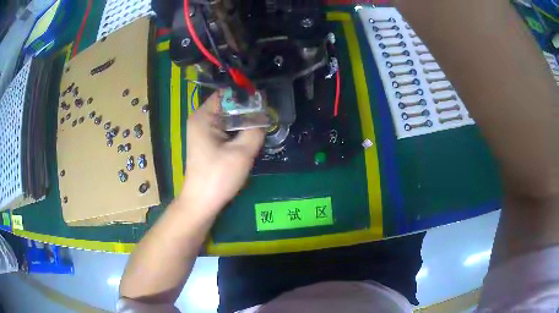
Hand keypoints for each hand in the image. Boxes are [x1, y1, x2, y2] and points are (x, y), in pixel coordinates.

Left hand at [180, 92, 264, 214]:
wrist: (202, 202)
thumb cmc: (218, 177)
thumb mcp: (242, 153)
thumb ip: (255, 130)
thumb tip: (263, 118)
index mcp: (203, 117)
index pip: (226, 94)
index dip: (244, 96)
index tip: (263, 103)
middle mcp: (201, 120)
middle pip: (227, 106)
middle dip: (246, 110)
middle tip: (266, 116)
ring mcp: (203, 132)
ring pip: (228, 118)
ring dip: (243, 122)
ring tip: (261, 127)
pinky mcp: (207, 142)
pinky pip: (225, 129)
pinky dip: (237, 132)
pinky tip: (249, 139)